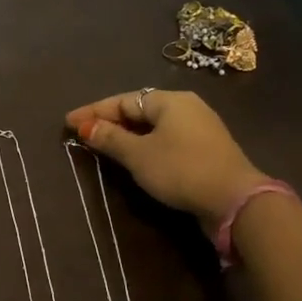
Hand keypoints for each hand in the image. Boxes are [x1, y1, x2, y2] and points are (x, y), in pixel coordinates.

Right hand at [66, 90, 267, 234]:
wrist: (234, 200)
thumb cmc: (181, 169)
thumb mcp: (138, 155)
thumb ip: (110, 139)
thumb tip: (85, 126)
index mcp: (169, 101)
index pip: (122, 100)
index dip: (93, 112)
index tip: (68, 123)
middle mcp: (186, 107)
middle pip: (138, 110)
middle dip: (109, 121)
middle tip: (83, 133)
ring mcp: (199, 128)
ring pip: (153, 126)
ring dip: (127, 135)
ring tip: (102, 145)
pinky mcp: (205, 150)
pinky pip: (165, 139)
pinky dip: (144, 145)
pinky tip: (133, 157)